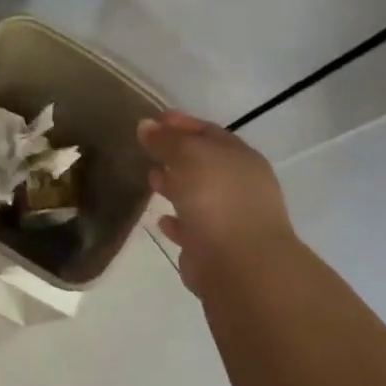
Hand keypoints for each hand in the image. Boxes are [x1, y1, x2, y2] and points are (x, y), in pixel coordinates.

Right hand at [138, 110, 298, 293]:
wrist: (239, 265)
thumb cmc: (217, 198)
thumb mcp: (188, 156)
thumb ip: (166, 140)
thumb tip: (146, 125)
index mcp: (240, 158)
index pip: (209, 132)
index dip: (181, 123)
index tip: (154, 119)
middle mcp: (239, 186)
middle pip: (204, 162)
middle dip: (176, 154)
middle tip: (146, 148)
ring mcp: (229, 218)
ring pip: (197, 194)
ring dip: (174, 186)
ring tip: (150, 178)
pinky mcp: (215, 248)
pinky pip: (191, 227)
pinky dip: (176, 221)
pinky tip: (161, 219)